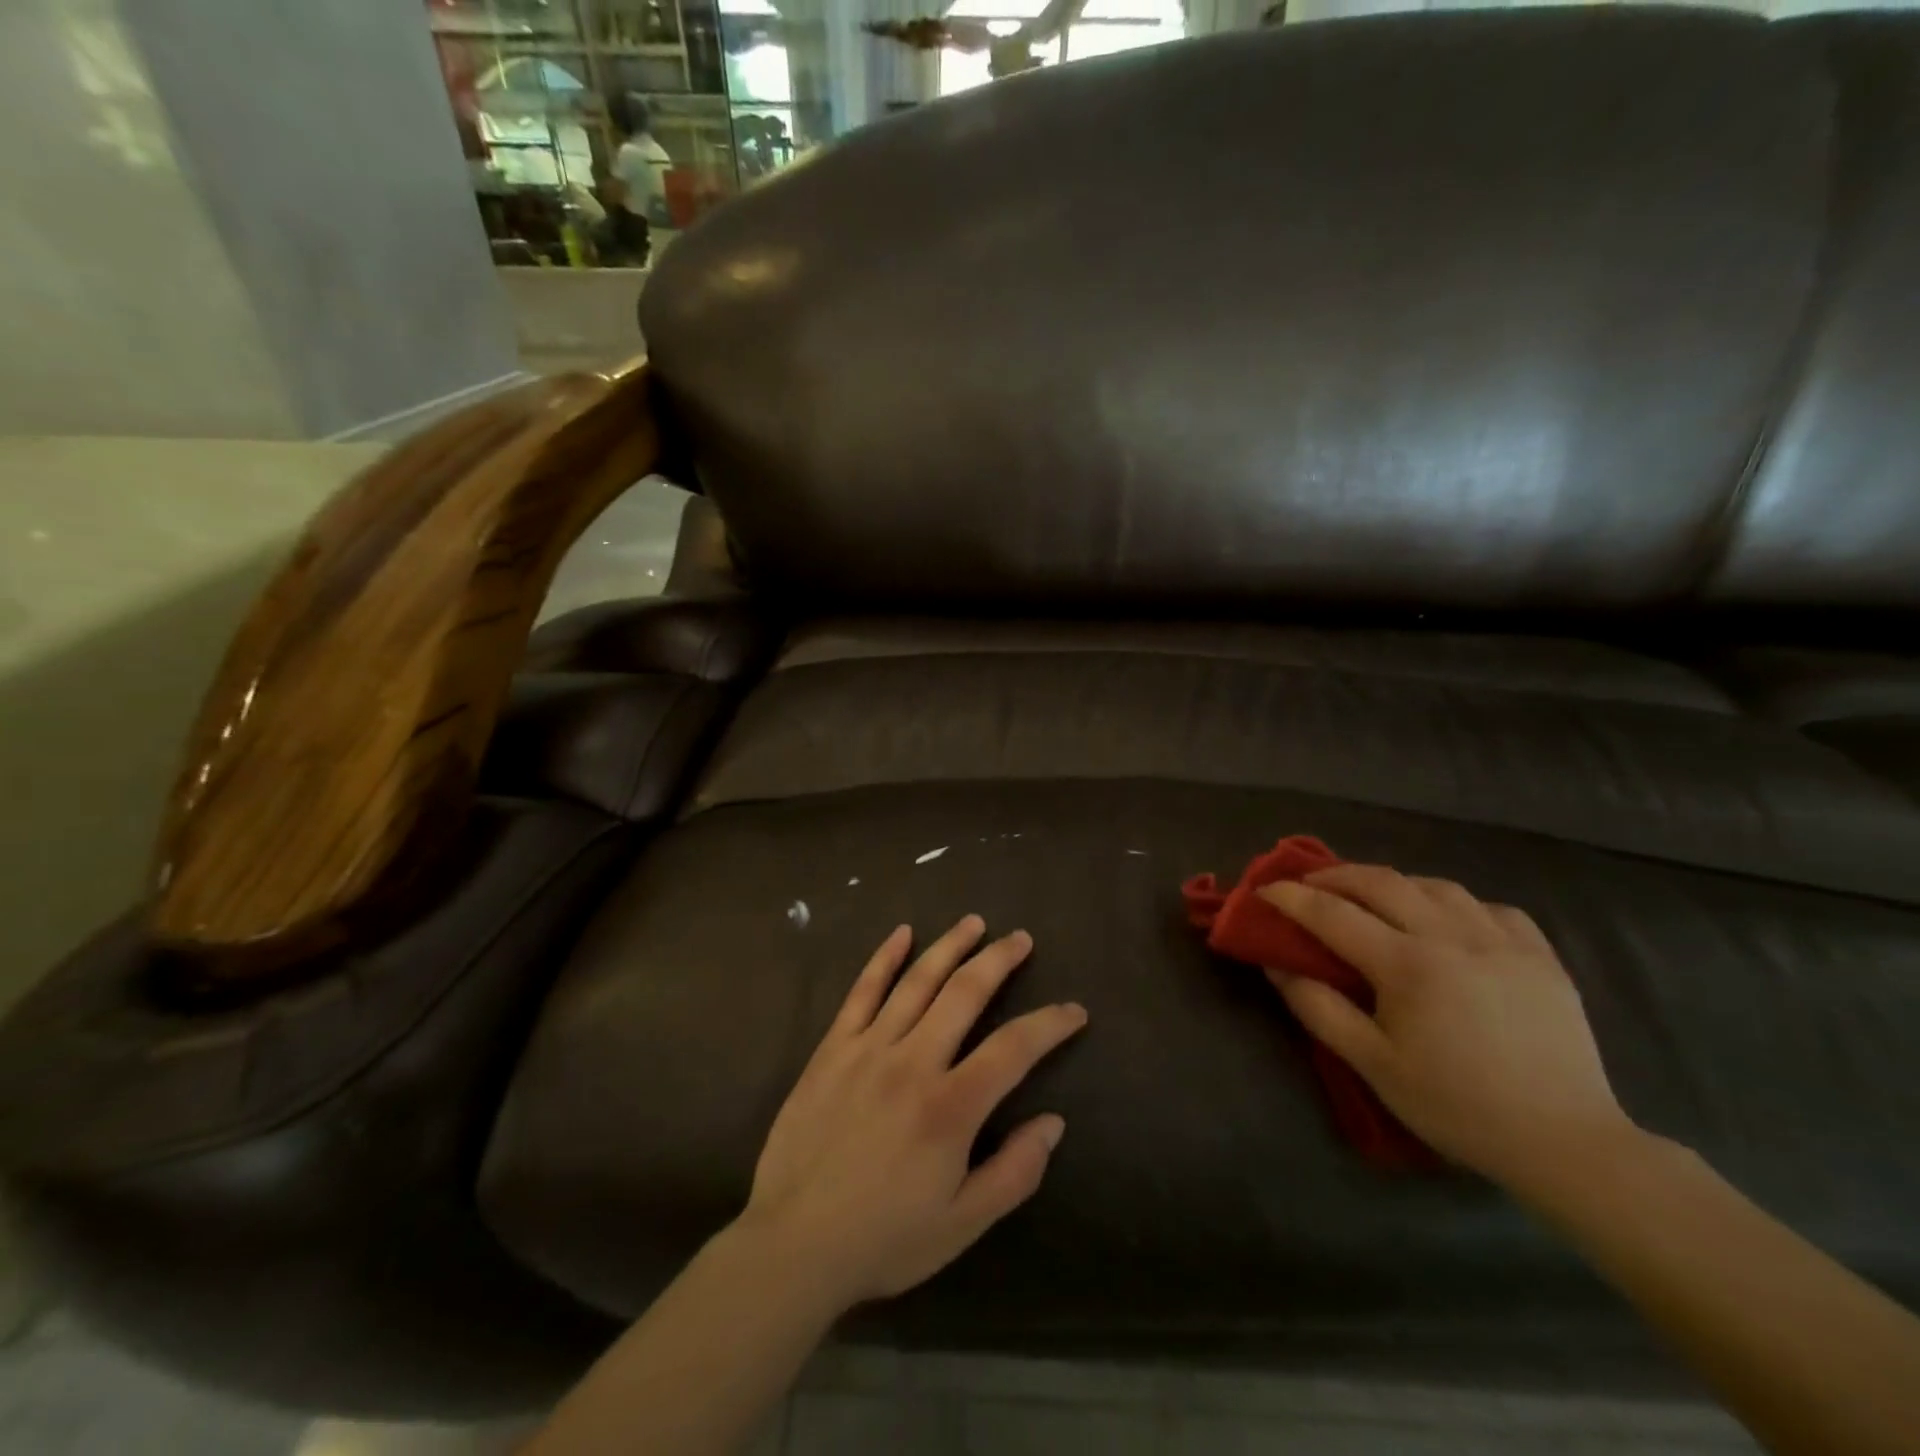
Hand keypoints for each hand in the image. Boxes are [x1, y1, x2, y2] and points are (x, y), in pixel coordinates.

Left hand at [738, 916, 1086, 1310]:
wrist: (792, 1245)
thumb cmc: (883, 1238)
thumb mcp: (962, 1225)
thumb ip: (1014, 1173)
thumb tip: (1052, 1122)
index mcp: (950, 1107)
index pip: (1014, 1048)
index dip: (1050, 1024)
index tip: (1074, 1010)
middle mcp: (913, 1062)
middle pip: (965, 993)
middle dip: (999, 960)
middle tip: (1020, 939)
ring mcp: (868, 1048)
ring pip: (917, 981)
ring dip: (950, 946)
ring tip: (974, 923)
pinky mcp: (833, 1048)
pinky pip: (862, 991)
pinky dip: (884, 958)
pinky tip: (902, 933)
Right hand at [1257, 867, 1633, 1191]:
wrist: (1564, 1142)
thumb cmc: (1456, 1106)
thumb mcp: (1373, 1066)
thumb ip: (1319, 1009)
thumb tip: (1278, 966)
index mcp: (1407, 965)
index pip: (1333, 913)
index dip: (1292, 897)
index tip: (1265, 891)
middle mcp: (1452, 937)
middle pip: (1381, 882)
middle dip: (1336, 875)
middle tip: (1310, 883)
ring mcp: (1502, 941)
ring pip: (1436, 885)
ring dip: (1393, 884)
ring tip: (1375, 897)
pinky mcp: (1541, 955)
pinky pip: (1490, 907)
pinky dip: (1456, 904)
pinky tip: (1449, 922)